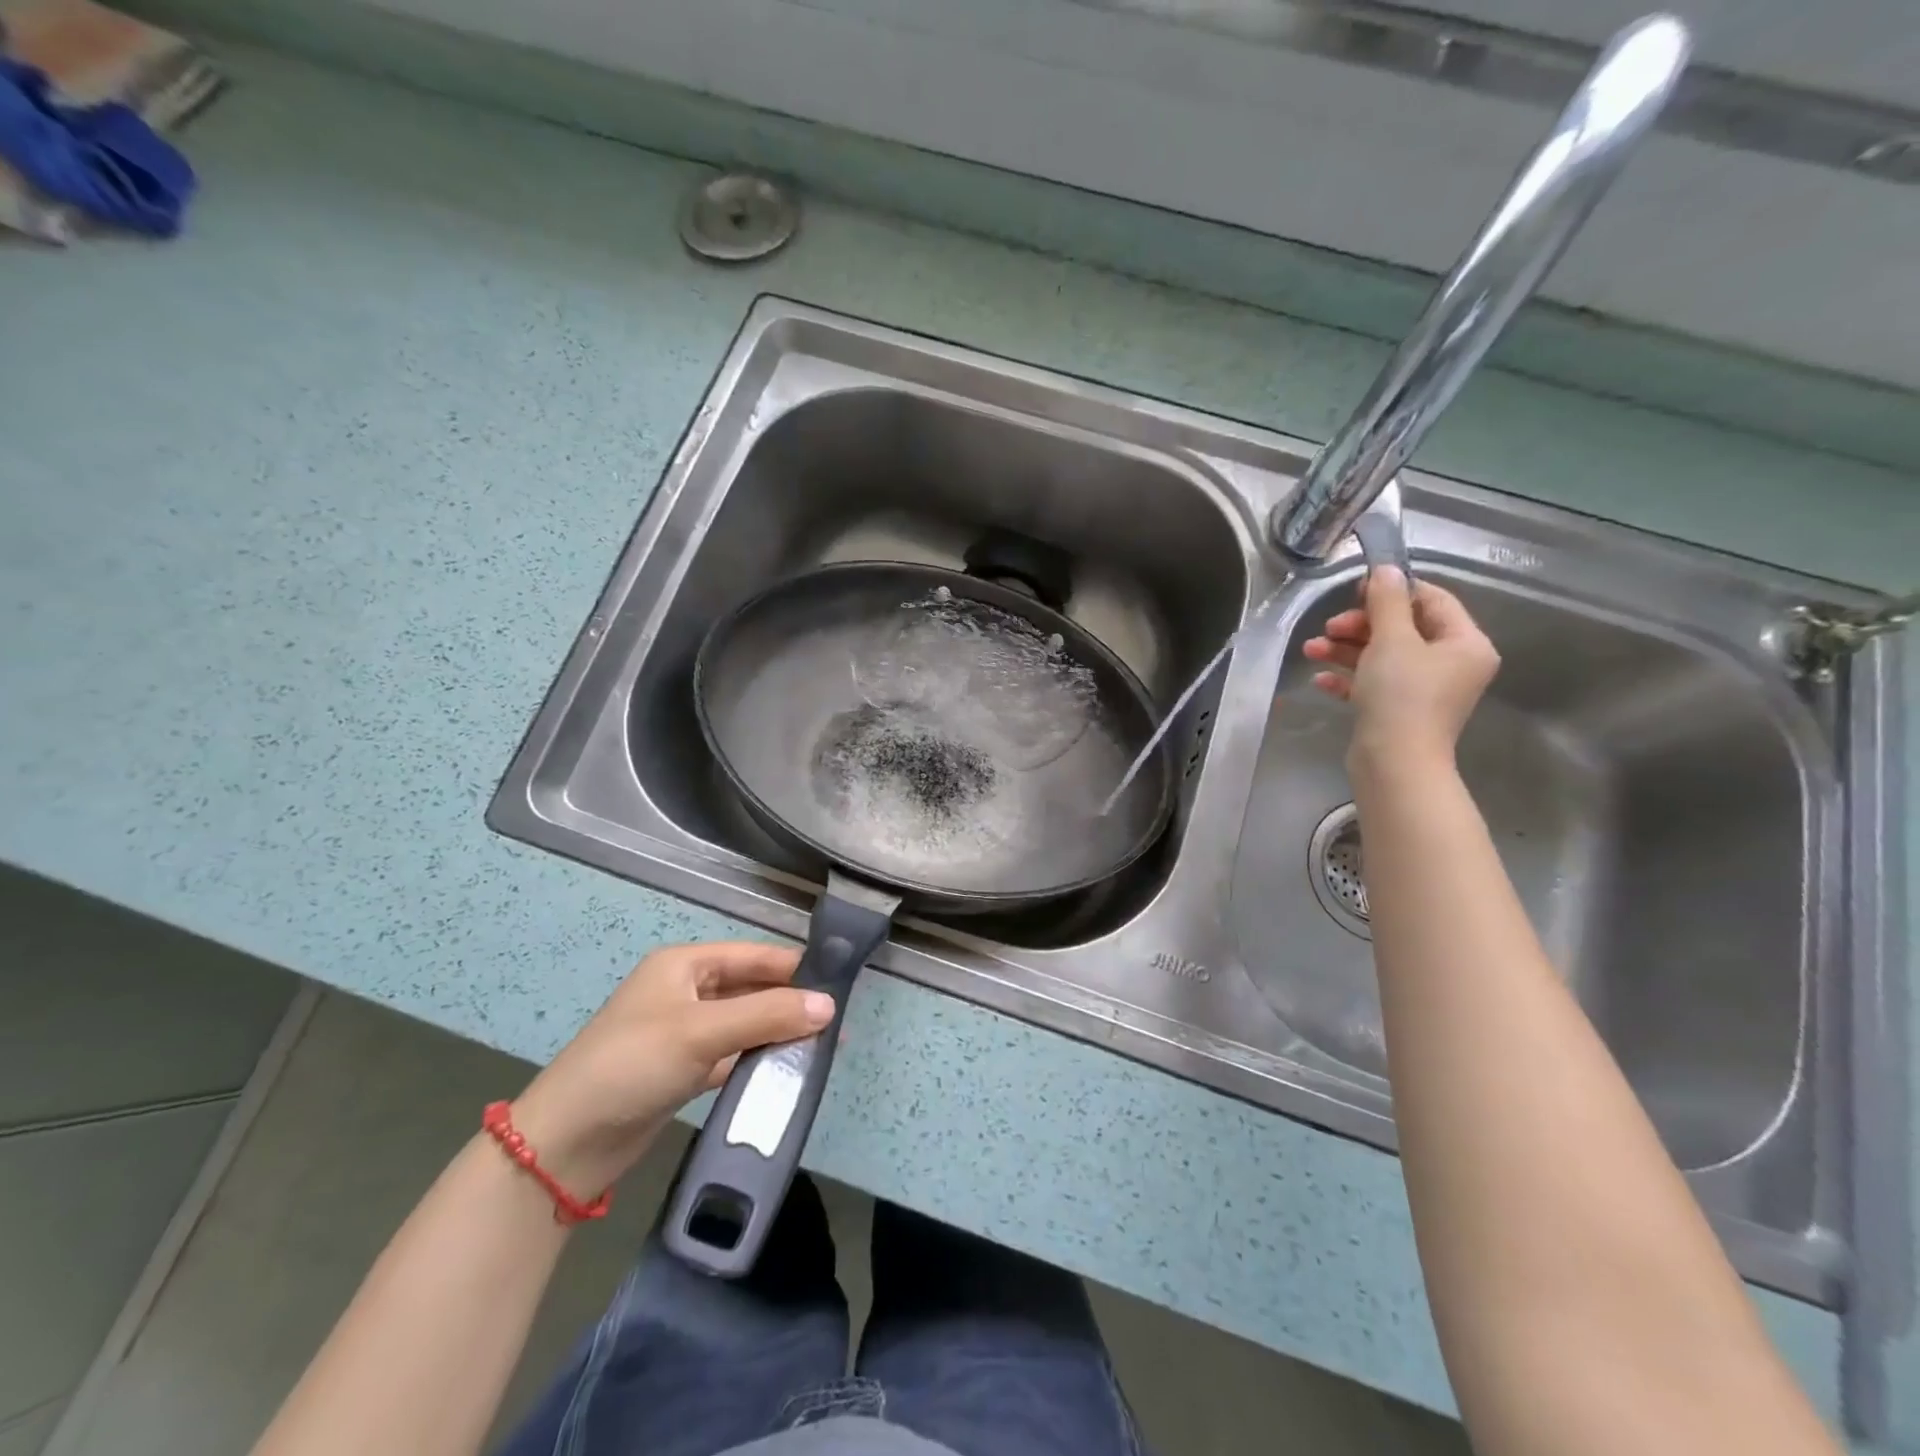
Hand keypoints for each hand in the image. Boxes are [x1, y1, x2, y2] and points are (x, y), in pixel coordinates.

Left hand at [509, 942, 832, 1197]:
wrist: (564, 1145)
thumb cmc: (631, 1066)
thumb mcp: (701, 1033)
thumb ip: (767, 1015)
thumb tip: (830, 1006)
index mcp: (685, 964)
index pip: (754, 956)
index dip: (796, 968)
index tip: (842, 984)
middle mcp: (686, 991)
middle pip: (752, 989)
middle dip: (791, 1004)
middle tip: (838, 1023)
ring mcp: (685, 1032)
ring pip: (745, 1023)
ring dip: (778, 1033)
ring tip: (824, 1047)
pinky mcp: (684, 1069)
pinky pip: (733, 1054)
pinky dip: (758, 1059)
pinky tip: (789, 1070)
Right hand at [1302, 566, 1499, 772]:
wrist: (1394, 763)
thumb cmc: (1401, 695)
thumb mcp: (1391, 640)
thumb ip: (1387, 601)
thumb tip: (1386, 569)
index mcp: (1465, 643)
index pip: (1432, 600)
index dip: (1393, 590)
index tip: (1356, 590)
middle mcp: (1451, 664)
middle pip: (1403, 628)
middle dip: (1360, 625)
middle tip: (1329, 627)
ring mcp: (1425, 690)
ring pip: (1383, 656)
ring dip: (1345, 650)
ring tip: (1312, 650)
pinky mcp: (1399, 710)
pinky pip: (1373, 683)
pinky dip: (1348, 677)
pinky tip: (1321, 680)